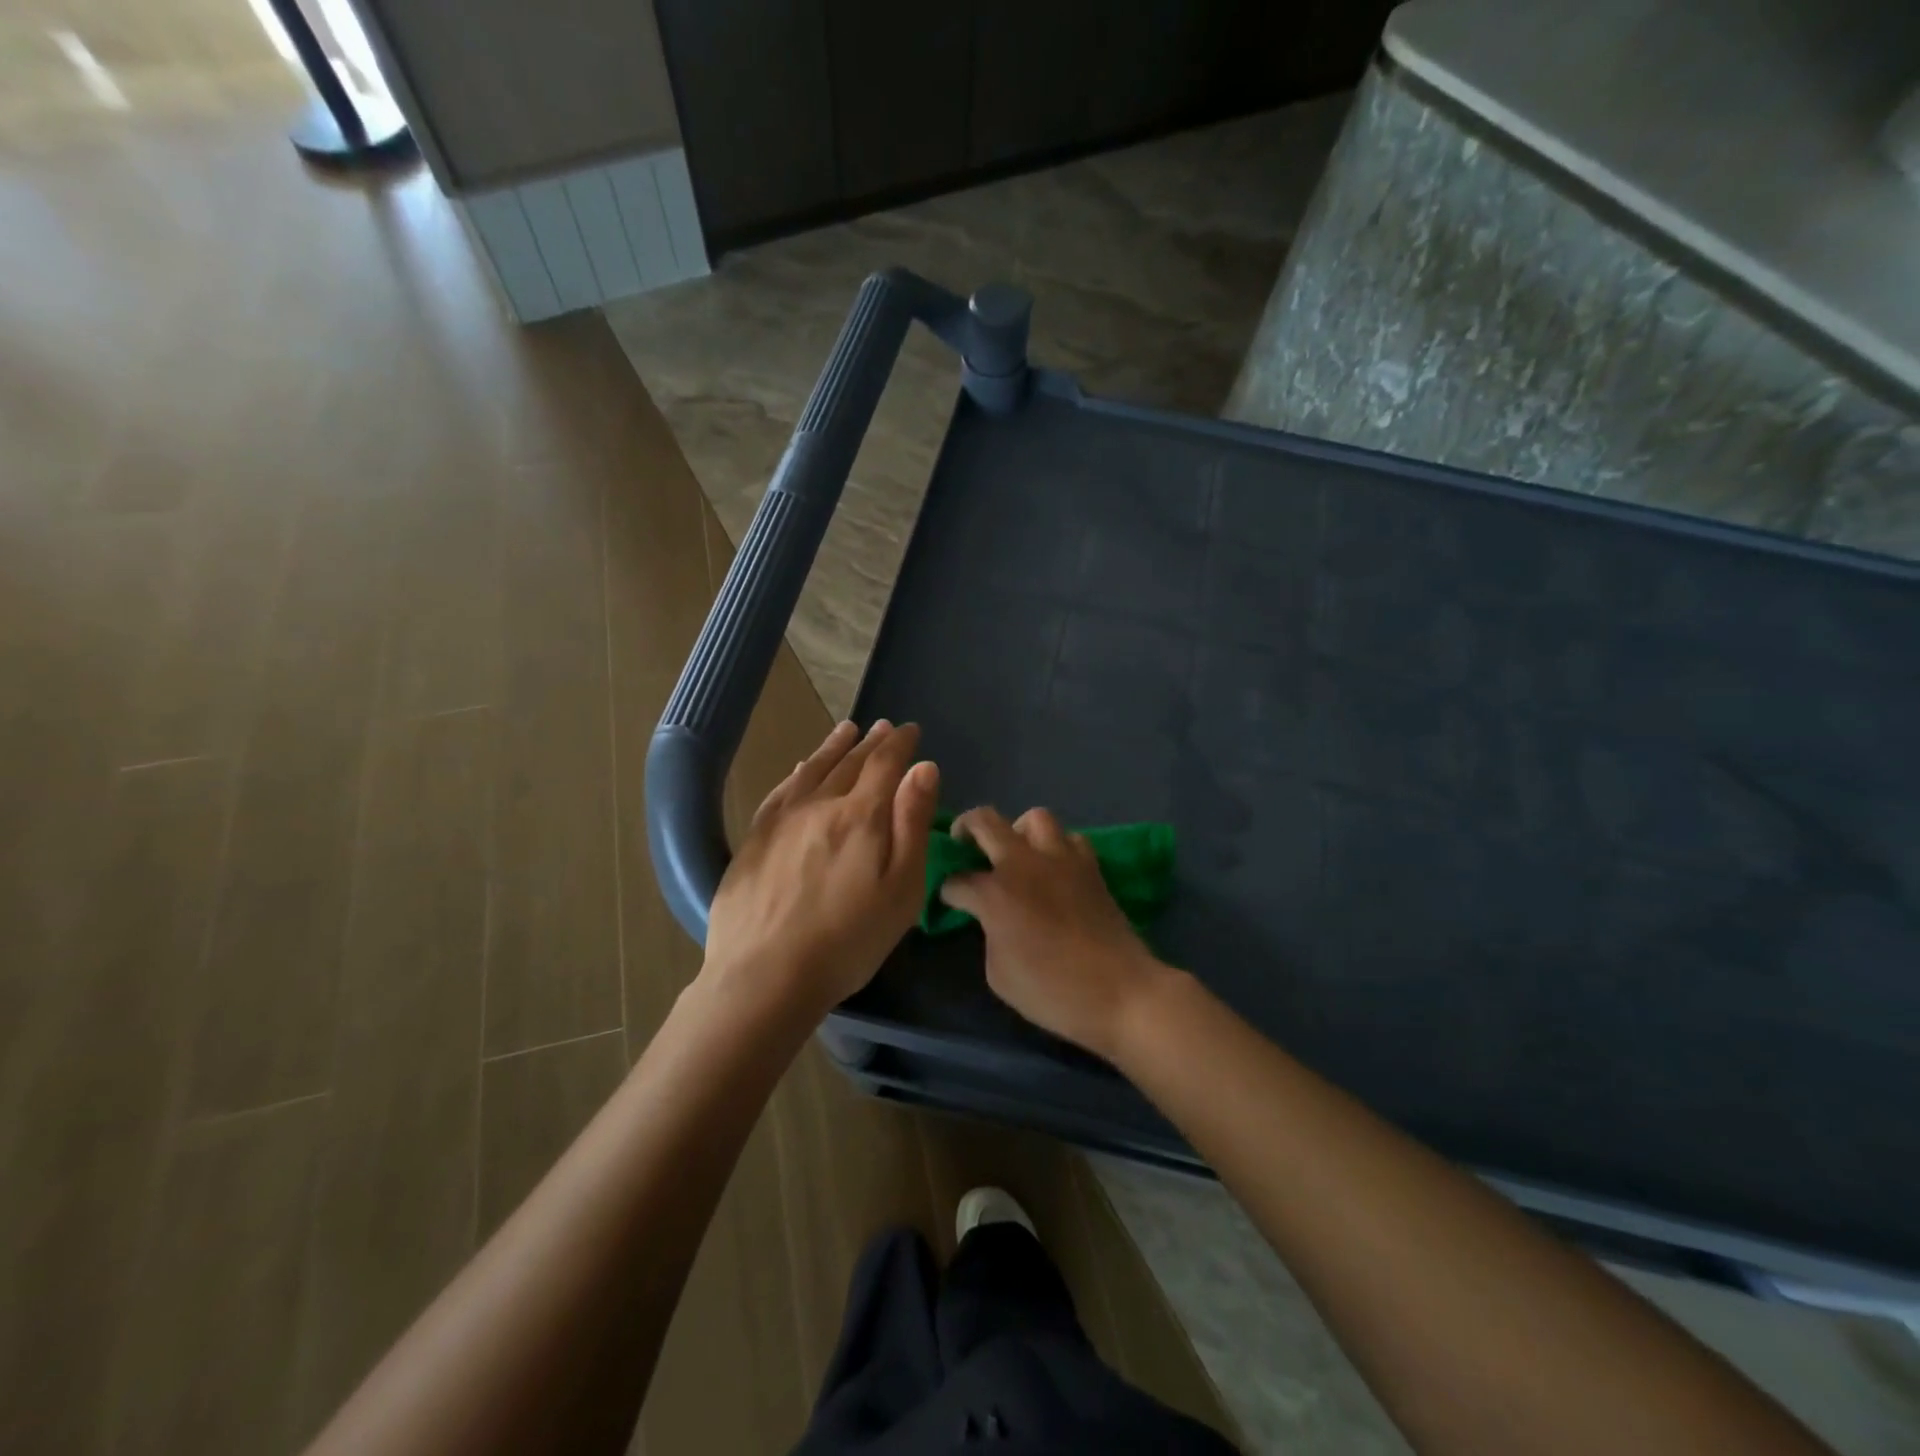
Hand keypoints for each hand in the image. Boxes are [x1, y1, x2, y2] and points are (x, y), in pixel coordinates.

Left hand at [703, 719, 939, 1020]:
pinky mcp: (755, 838)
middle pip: (849, 763)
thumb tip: (924, 768)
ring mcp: (782, 819)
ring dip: (833, 747)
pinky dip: (798, 771)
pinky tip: (801, 768)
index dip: (900, 744)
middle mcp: (820, 804)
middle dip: (871, 742)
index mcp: (861, 816)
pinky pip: (781, 790)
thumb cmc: (848, 940)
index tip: (910, 730)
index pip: (885, 765)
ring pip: (812, 769)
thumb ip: (912, 824)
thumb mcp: (901, 888)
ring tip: (847, 730)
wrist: (764, 975)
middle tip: (883, 727)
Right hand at [938, 806, 1171, 1058]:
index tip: (948, 899)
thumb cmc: (1052, 992)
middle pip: (985, 821)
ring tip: (1015, 851)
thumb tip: (993, 919)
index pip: (957, 880)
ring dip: (1017, 830)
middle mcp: (1023, 864)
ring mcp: (1061, 859)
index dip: (947, 890)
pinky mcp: (1090, 866)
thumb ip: (989, 934)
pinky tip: (1054, 868)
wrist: (1120, 992)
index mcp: (995, 893)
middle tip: (962, 843)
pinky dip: (1057, 846)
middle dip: (966, 827)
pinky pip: (1069, 839)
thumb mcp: (999, 974)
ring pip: (1033, 818)